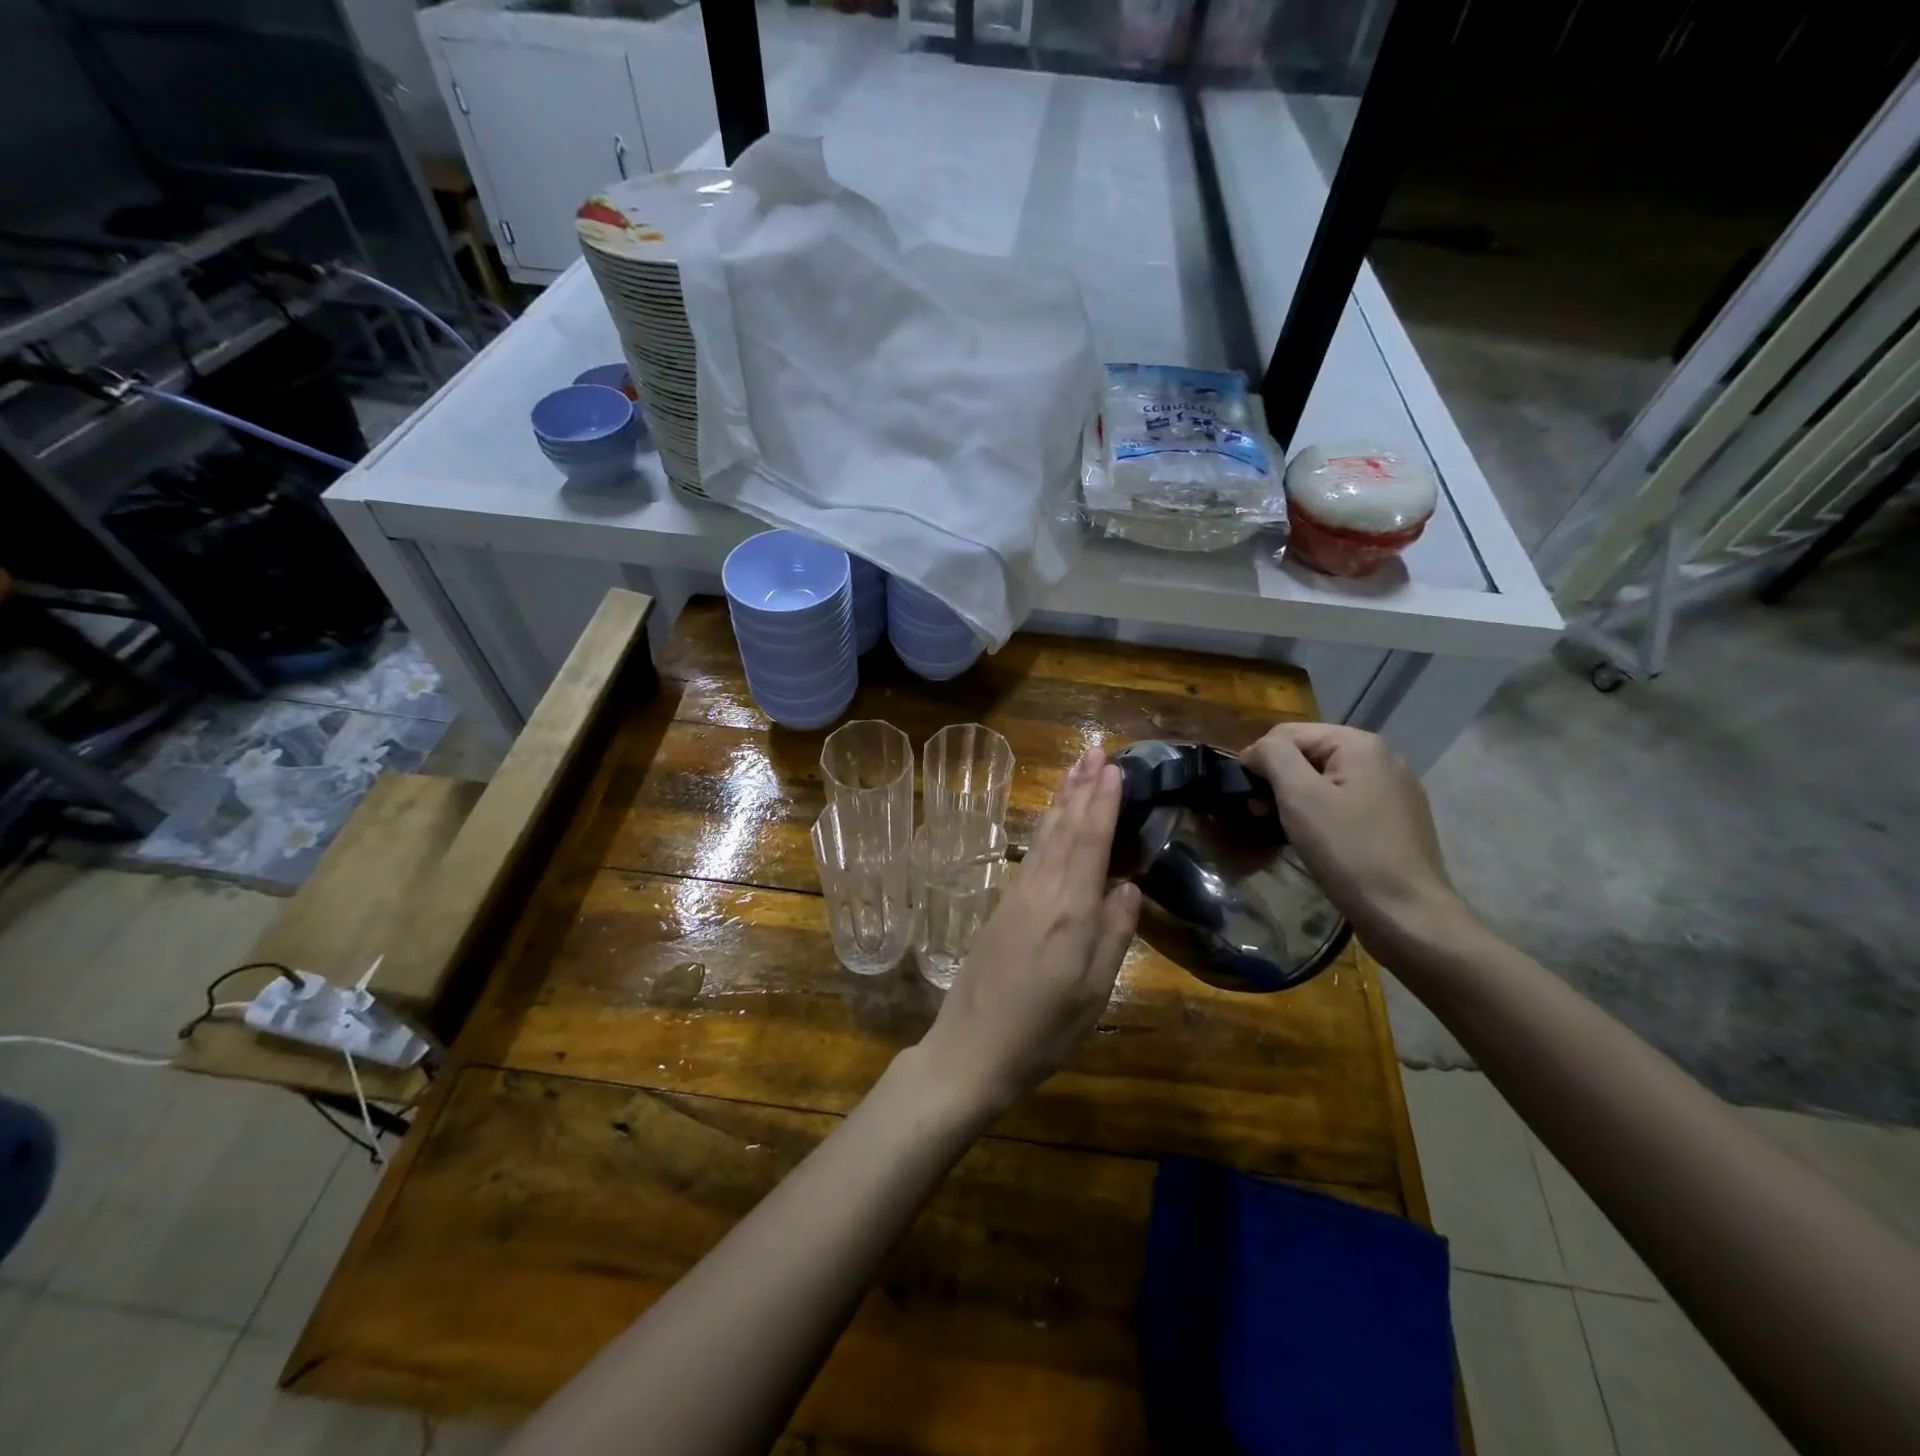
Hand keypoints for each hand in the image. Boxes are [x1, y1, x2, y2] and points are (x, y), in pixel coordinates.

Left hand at [915, 747, 1140, 1116]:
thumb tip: (1129, 886)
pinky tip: (1051, 821)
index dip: (1102, 803)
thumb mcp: (1093, 993)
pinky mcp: (1001, 907)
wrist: (970, 1050)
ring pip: (1044, 837)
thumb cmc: (1042, 1031)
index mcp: (1071, 913)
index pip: (1090, 843)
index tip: (1112, 767)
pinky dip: (1046, 828)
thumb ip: (1114, 935)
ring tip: (1075, 769)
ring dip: (1062, 800)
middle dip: (1081, 787)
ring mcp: (1017, 897)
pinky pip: (1030, 855)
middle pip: (1064, 829)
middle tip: (1094, 749)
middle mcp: (1042, 893)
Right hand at [1242, 723, 1471, 957]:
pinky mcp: (1396, 820)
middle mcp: (1382, 758)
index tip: (1246, 796)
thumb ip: (1273, 757)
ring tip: (1284, 829)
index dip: (1260, 759)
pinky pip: (1346, 802)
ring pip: (1326, 780)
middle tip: (1260, 815)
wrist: (1407, 914)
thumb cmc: (1349, 851)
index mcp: (1361, 744)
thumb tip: (1256, 749)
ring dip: (1298, 799)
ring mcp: (1394, 790)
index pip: (1290, 733)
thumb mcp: (1300, 797)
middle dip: (1279, 780)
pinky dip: (1322, 814)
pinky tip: (1316, 841)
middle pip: (1309, 754)